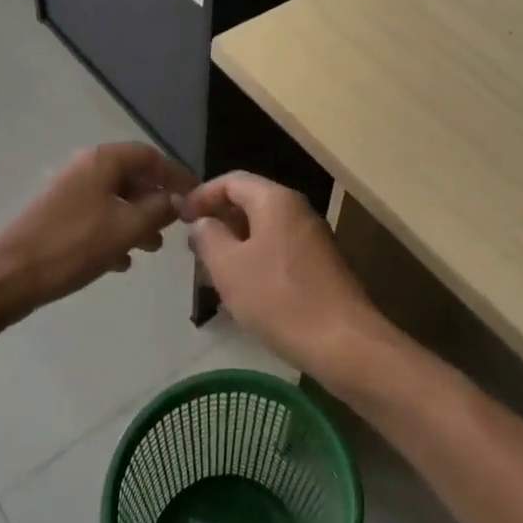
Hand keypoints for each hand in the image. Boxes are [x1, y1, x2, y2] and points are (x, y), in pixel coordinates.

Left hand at [0, 143, 197, 317]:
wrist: (9, 277)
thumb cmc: (74, 246)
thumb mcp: (127, 227)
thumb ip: (160, 209)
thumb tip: (179, 200)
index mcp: (102, 161)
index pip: (150, 156)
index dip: (176, 175)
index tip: (196, 196)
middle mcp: (84, 168)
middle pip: (132, 177)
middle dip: (157, 201)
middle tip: (175, 225)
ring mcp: (68, 193)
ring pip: (115, 200)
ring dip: (137, 220)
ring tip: (152, 248)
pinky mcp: (57, 217)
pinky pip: (96, 218)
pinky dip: (114, 233)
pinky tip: (121, 262)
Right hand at [181, 172, 393, 379]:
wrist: (343, 342)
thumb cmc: (279, 299)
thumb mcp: (229, 268)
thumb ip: (209, 237)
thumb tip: (203, 222)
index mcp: (276, 200)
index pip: (231, 180)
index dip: (201, 195)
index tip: (179, 219)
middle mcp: (298, 210)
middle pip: (249, 202)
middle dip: (218, 223)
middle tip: (193, 250)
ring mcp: (313, 238)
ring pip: (264, 230)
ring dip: (235, 246)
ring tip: (212, 275)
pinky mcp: (320, 265)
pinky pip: (279, 252)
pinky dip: (255, 262)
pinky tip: (243, 293)